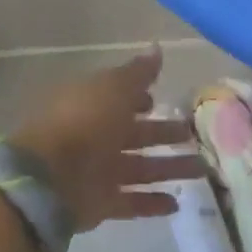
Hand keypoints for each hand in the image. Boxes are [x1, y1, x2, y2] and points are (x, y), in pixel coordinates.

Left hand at [9, 48, 205, 232]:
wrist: (50, 177)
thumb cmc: (85, 121)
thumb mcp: (114, 87)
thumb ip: (138, 73)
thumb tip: (157, 48)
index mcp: (94, 103)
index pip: (120, 98)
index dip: (141, 99)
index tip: (161, 102)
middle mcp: (96, 135)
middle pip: (136, 134)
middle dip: (163, 134)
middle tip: (193, 135)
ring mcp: (98, 170)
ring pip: (141, 167)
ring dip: (169, 168)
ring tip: (201, 170)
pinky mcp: (101, 202)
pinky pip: (132, 201)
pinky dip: (152, 203)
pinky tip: (177, 204)